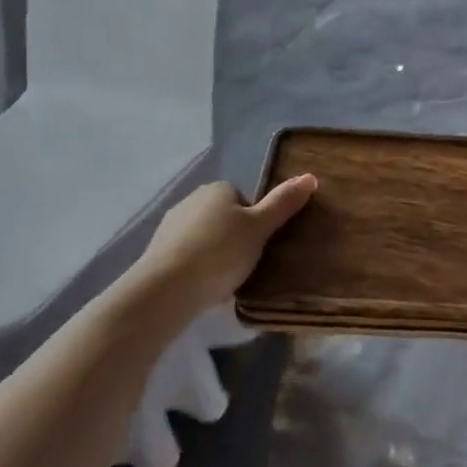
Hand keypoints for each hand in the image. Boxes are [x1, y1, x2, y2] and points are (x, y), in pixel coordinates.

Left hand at [123, 176, 316, 324]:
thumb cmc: (220, 252)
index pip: (244, 199)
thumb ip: (284, 203)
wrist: (166, 289)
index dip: (256, 222)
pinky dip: (197, 268)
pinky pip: (187, 256)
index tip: (260, 244)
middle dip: (235, 238)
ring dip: (215, 254)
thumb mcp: (261, 228)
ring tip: (226, 280)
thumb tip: (310, 176)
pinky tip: (204, 287)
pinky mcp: (156, 252)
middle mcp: (191, 200)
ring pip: (205, 237)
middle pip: (224, 218)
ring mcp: (170, 226)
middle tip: (248, 264)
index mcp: (217, 189)